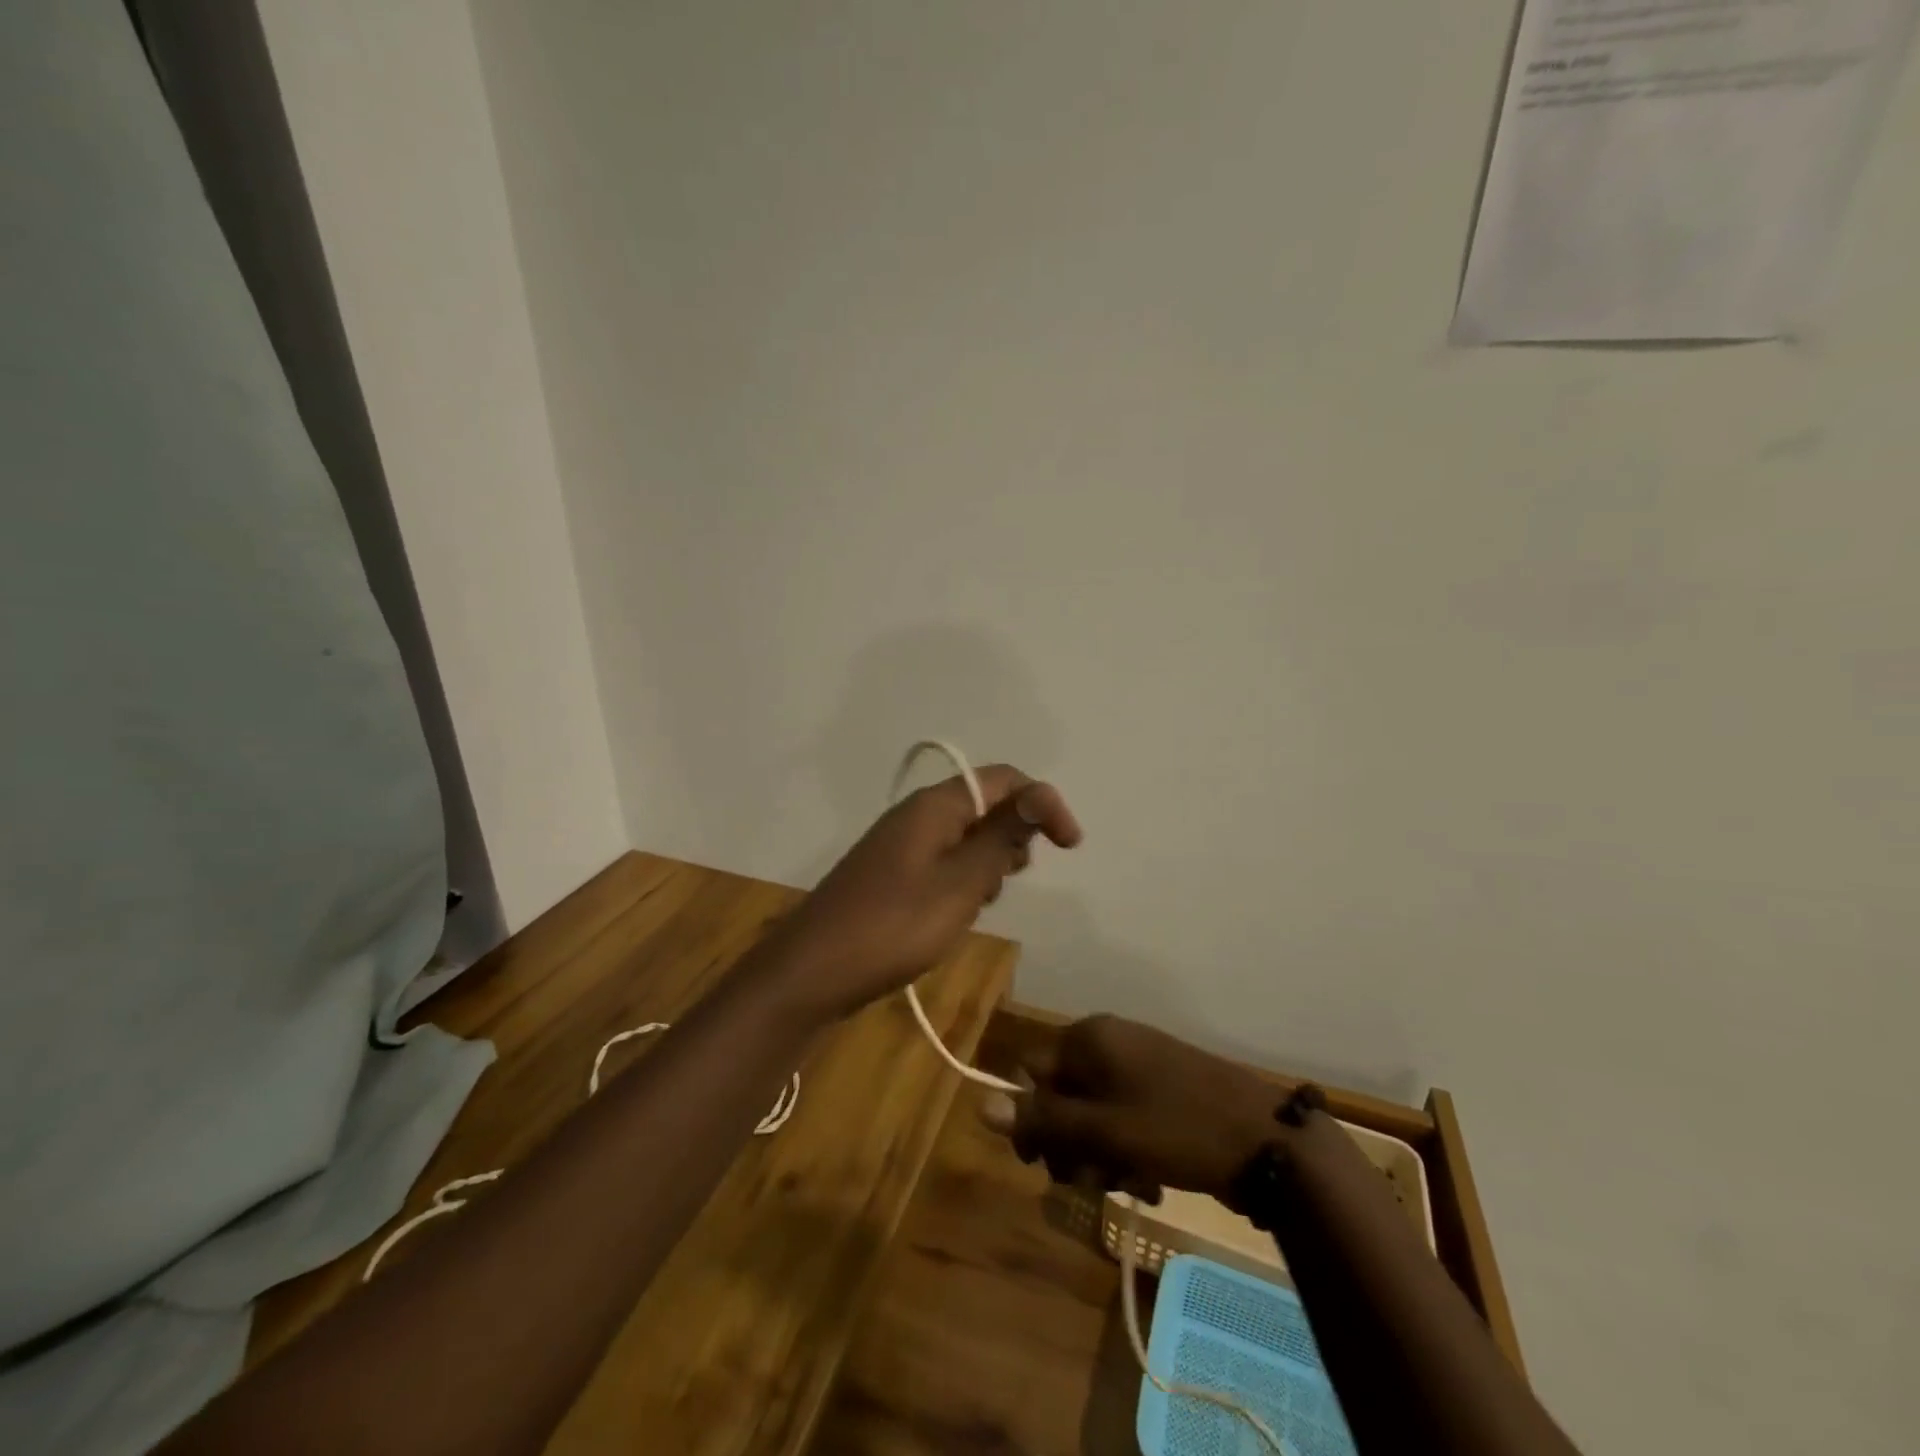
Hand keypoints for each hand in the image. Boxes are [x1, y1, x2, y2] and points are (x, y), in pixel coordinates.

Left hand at [762, 765, 1081, 1021]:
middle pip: (983, 803)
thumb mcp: (960, 883)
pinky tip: (959, 911)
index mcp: (934, 805)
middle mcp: (916, 815)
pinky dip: (964, 878)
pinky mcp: (891, 874)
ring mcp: (900, 845)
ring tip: (986, 898)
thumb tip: (1037, 796)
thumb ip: (1001, 838)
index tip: (1071, 845)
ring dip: (989, 859)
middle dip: (1015, 832)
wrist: (812, 971)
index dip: (1043, 802)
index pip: (1002, 779)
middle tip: (1017, 876)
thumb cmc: (894, 925)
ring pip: (964, 835)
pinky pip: (942, 861)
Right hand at [985, 1015, 1280, 1203]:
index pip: (1031, 1071)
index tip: (1046, 1164)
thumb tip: (980, 1103)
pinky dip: (1126, 1147)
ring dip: (1099, 1153)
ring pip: (1093, 1110)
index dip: (1032, 1119)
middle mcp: (1110, 1040)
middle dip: (1069, 1143)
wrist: (1267, 1141)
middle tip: (1092, 1180)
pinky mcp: (1164, 1085)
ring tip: (1127, 1183)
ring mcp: (1140, 1062)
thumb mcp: (1104, 1131)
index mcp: (1090, 1038)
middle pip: (1062, 1093)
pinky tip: (1147, 1178)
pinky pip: (1124, 1114)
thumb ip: (1042, 1119)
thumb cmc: (1177, 1129)